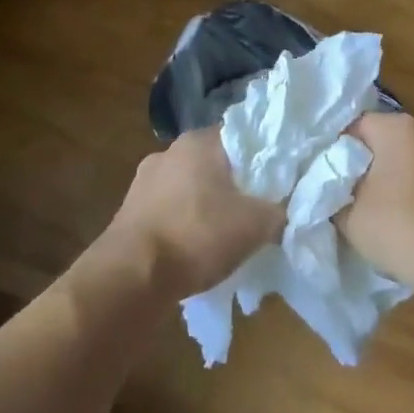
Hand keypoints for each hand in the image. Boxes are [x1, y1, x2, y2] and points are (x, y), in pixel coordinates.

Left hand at [98, 127, 283, 300]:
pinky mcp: (129, 211)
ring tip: (224, 236)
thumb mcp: (255, 225)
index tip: (276, 181)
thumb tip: (284, 210)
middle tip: (254, 210)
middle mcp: (169, 151)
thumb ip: (278, 211)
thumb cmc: (197, 235)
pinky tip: (193, 250)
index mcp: (199, 141)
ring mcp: (144, 181)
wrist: (131, 276)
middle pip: (214, 162)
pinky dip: (183, 225)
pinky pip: (168, 211)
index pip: (241, 136)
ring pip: (189, 187)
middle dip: (233, 185)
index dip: (262, 157)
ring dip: (205, 206)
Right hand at [339, 112, 413, 292]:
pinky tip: (399, 221)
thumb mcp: (347, 214)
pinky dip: (409, 194)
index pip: (355, 127)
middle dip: (364, 164)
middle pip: (382, 142)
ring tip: (370, 210)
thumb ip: (332, 194)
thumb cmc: (396, 227)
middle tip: (343, 192)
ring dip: (388, 180)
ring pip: (404, 162)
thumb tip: (331, 190)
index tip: (325, 176)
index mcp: (398, 128)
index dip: (336, 150)